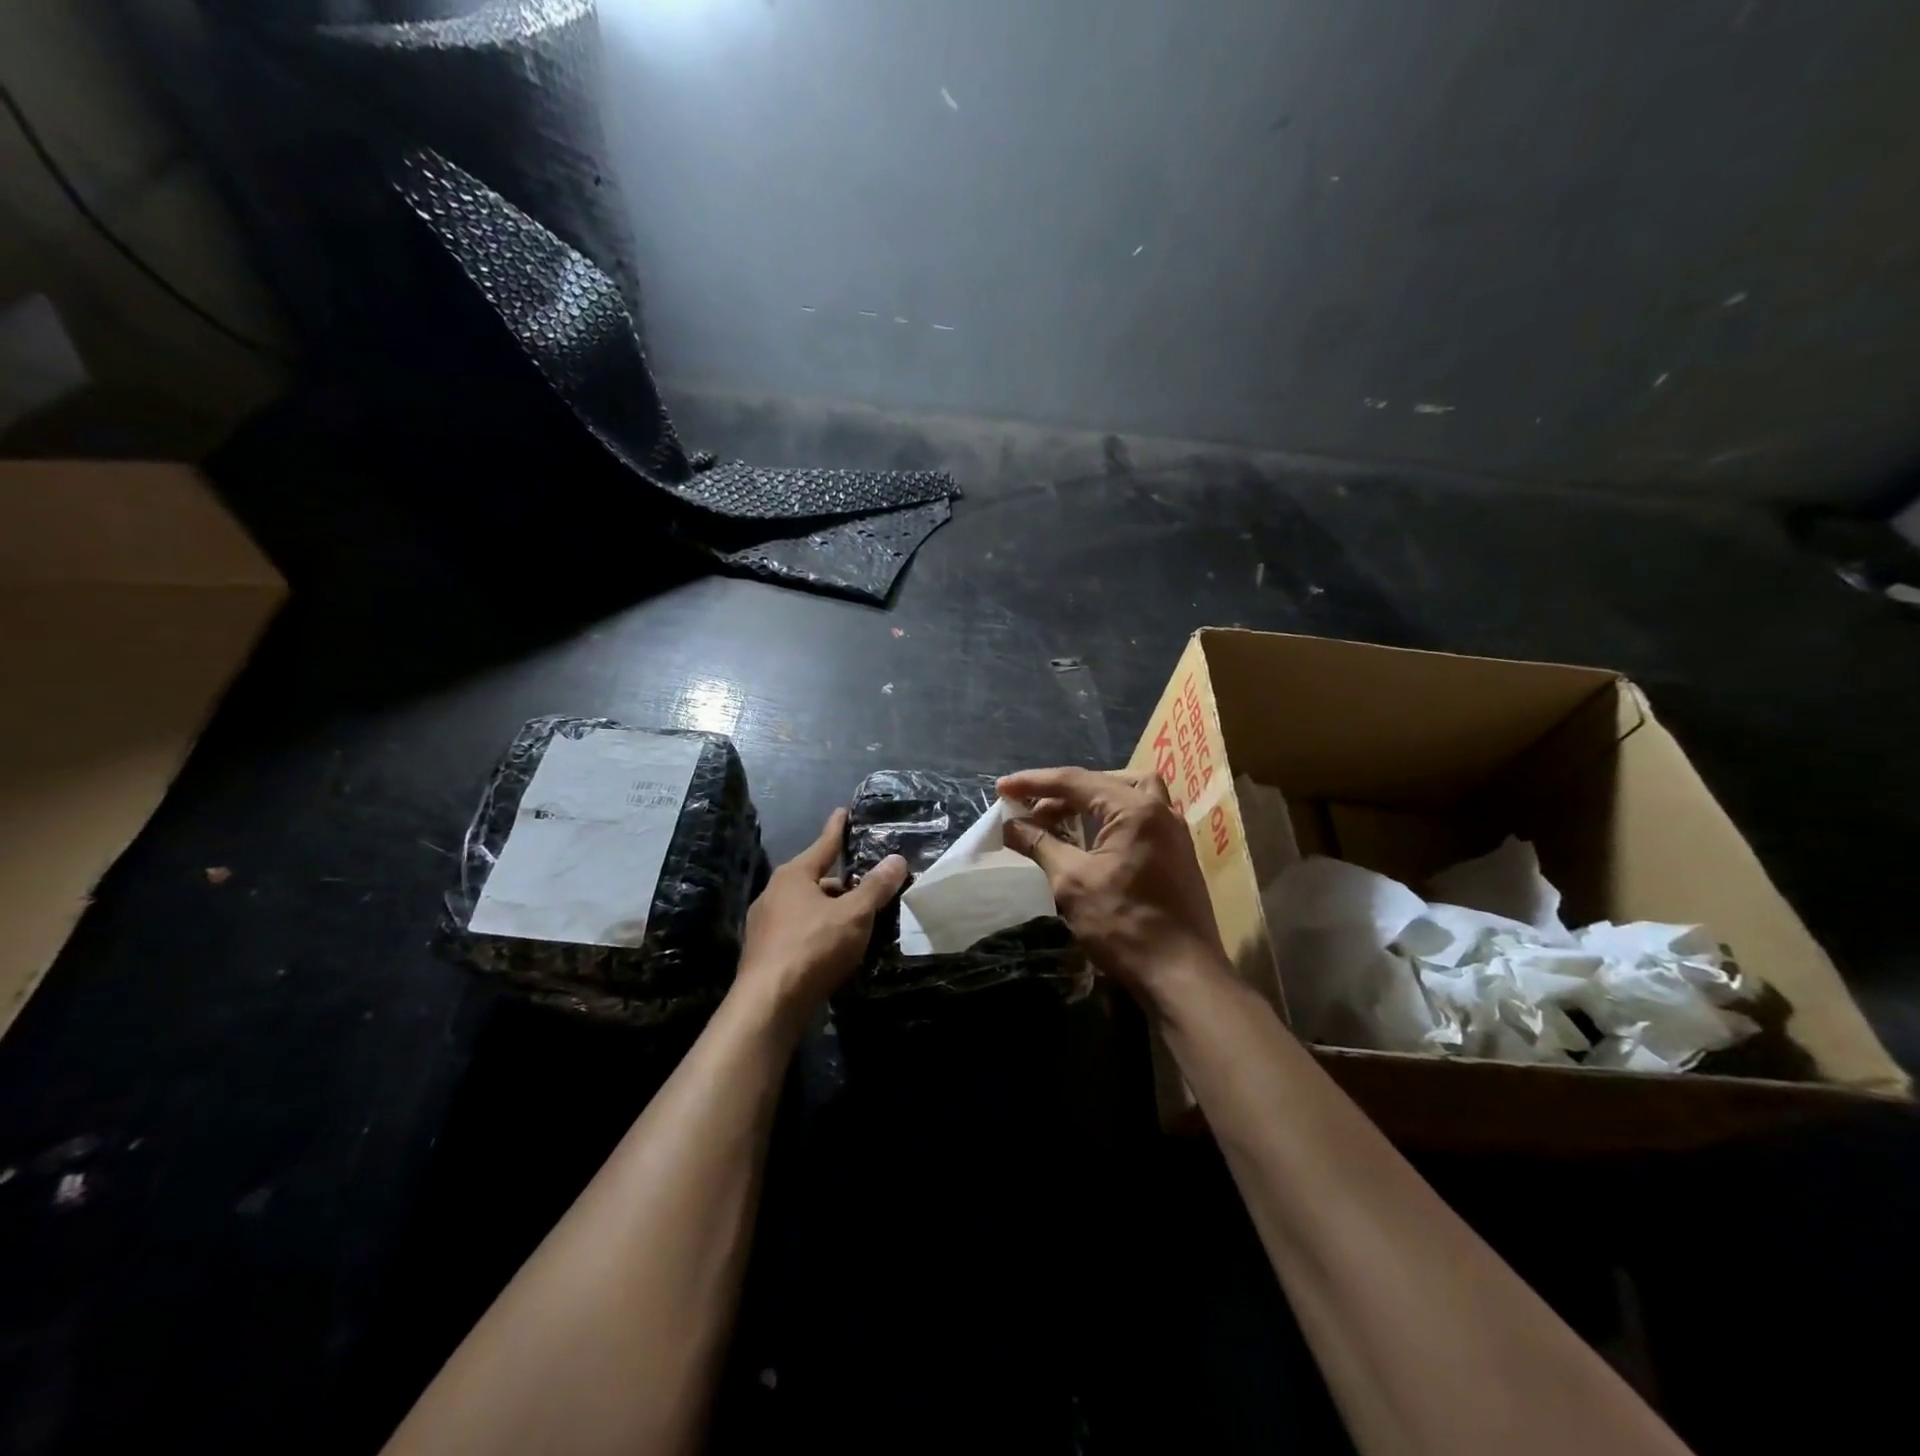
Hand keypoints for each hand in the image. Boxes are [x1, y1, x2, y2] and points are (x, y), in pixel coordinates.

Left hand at [736, 808, 907, 1023]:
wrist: (768, 1005)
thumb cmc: (812, 948)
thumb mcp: (853, 915)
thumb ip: (876, 887)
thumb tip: (897, 859)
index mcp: (793, 876)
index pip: (823, 844)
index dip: (838, 828)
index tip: (844, 812)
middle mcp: (774, 893)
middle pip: (817, 879)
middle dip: (843, 882)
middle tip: (870, 885)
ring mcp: (765, 924)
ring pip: (808, 908)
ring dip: (832, 910)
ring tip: (859, 920)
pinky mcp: (765, 952)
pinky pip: (800, 931)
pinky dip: (819, 932)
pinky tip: (836, 947)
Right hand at [998, 766, 1229, 1006]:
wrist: (1183, 976)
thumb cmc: (1124, 925)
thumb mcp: (1072, 882)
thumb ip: (1041, 844)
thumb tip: (1011, 824)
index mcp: (1135, 809)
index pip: (1075, 781)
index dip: (1034, 783)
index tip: (1002, 788)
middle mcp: (1160, 810)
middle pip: (1103, 782)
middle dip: (1062, 792)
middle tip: (1031, 810)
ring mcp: (1174, 832)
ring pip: (1127, 795)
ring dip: (1090, 800)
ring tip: (1059, 818)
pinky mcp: (1177, 854)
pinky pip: (1139, 817)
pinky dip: (1110, 818)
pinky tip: (1090, 840)